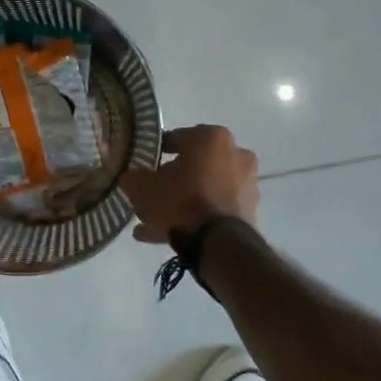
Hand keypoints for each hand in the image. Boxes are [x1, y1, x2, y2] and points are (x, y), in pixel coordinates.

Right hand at [120, 125, 259, 244]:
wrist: (218, 243)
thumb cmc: (180, 201)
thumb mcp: (143, 186)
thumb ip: (134, 177)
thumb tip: (132, 176)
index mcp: (212, 137)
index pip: (178, 138)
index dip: (157, 152)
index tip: (144, 165)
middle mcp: (235, 154)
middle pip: (195, 165)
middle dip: (173, 180)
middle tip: (151, 194)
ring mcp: (245, 184)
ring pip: (204, 189)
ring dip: (182, 202)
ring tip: (153, 222)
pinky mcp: (248, 211)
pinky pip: (213, 209)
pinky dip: (194, 218)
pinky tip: (165, 235)